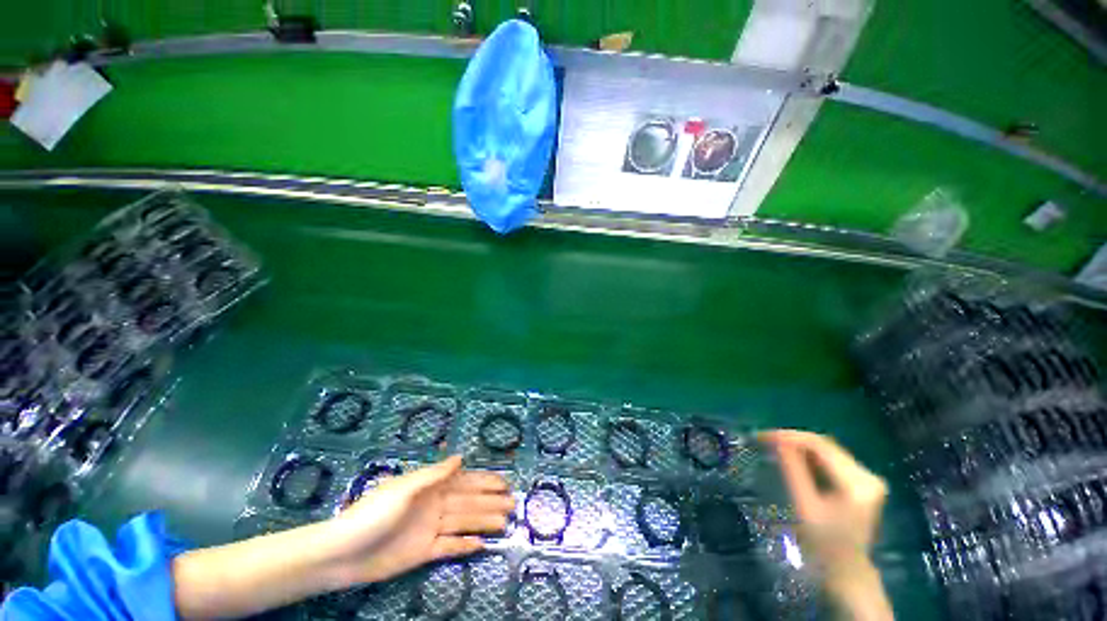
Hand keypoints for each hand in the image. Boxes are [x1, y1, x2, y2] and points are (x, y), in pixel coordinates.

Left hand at [326, 455, 513, 585]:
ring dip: (484, 521)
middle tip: (513, 503)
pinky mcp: (424, 552)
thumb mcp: (404, 488)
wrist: (343, 553)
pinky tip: (482, 545)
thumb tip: (461, 457)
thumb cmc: (373, 513)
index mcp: (430, 488)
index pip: (464, 481)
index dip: (485, 481)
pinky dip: (465, 545)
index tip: (505, 483)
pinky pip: (450, 547)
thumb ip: (434, 474)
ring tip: (505, 522)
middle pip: (469, 501)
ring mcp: (430, 529)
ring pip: (464, 522)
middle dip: (491, 501)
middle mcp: (434, 505)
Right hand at [761, 430, 891, 619]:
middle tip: (765, 440)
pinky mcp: (862, 482)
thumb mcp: (805, 507)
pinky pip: (832, 459)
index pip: (821, 446)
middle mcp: (868, 476)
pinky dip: (810, 456)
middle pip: (826, 445)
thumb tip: (778, 441)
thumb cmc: (823, 544)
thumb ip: (794, 472)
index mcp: (858, 483)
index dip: (790, 436)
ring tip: (774, 446)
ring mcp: (867, 478)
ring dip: (800, 446)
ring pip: (828, 450)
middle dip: (793, 439)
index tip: (763, 436)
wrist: (847, 571)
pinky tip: (793, 458)